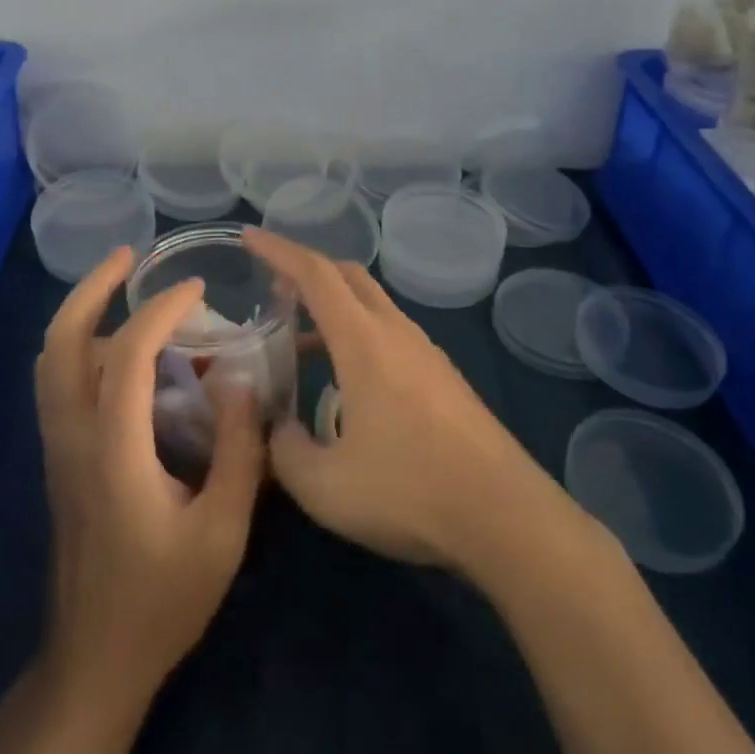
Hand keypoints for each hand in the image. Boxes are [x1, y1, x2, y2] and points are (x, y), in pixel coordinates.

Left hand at [33, 245, 265, 703]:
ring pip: (50, 360)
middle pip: (59, 342)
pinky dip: (82, 345)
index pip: (126, 353)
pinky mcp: (60, 460)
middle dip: (91, 289)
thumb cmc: (162, 600)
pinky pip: (59, 382)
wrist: (93, 662)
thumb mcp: (223, 533)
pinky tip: (122, 350)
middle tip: (130, 257)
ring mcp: (58, 449)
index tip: (198, 290)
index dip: (161, 310)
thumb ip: (239, 452)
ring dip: (83, 314)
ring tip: (127, 292)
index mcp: (113, 450)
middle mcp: (73, 437)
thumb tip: (241, 381)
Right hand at [244, 228, 556, 574]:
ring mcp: (425, 352)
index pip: (315, 274)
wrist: (505, 515)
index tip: (249, 237)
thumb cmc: (410, 492)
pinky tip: (346, 385)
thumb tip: (277, 430)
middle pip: (347, 276)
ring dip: (333, 309)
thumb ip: (284, 452)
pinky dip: (357, 336)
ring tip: (299, 344)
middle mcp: (396, 332)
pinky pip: (390, 334)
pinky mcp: (443, 377)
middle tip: (273, 290)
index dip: (278, 250)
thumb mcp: (325, 486)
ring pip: (372, 305)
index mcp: (363, 340)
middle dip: (306, 271)